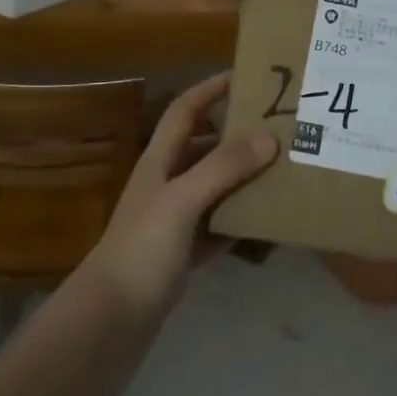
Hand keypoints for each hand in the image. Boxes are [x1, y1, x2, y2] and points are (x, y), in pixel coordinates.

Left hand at [84, 73, 277, 320]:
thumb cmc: (142, 249)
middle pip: (205, 147)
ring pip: (216, 186)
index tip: (247, 75)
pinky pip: (221, 225)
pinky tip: (270, 219)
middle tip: (281, 128)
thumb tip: (269, 136)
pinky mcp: (185, 252)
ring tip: (285, 169)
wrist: (111, 320)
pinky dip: (242, 219)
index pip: (185, 110)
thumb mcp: (182, 200)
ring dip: (245, 177)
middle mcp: (168, 183)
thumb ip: (223, 167)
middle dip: (239, 134)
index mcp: (160, 161)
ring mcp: (176, 220)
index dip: (211, 89)